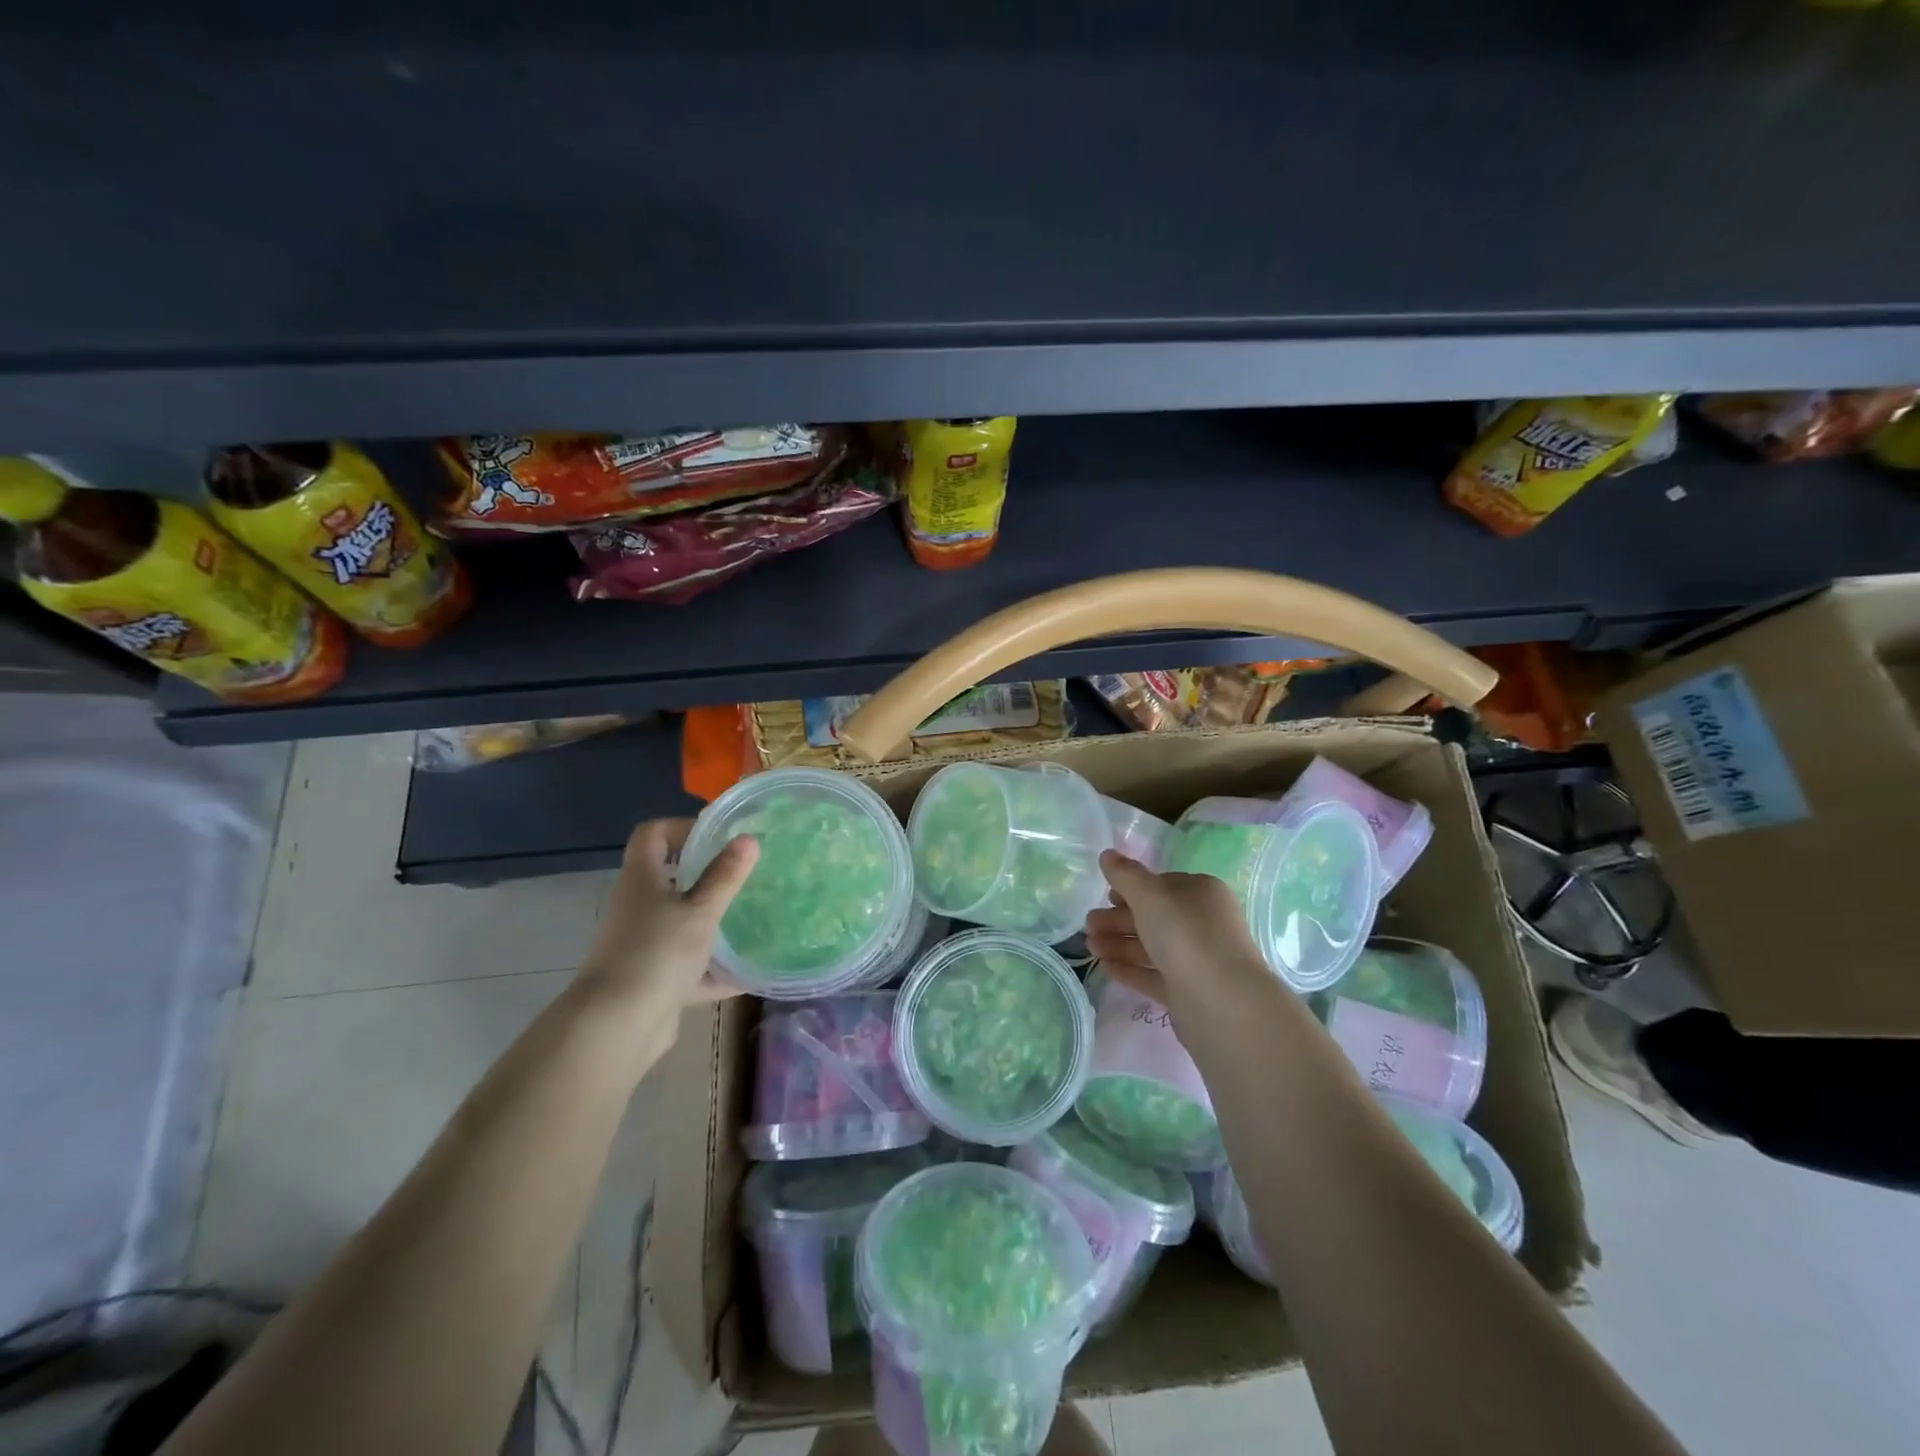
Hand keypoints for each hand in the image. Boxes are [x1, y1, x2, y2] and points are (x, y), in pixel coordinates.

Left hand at [572, 817, 758, 1062]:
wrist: (616, 1026)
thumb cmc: (657, 952)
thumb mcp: (701, 910)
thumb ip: (725, 876)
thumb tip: (749, 839)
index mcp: (642, 880)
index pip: (652, 835)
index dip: (682, 827)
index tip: (717, 836)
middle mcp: (637, 907)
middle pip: (669, 879)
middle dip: (707, 877)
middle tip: (744, 876)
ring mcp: (642, 945)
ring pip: (680, 924)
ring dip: (711, 923)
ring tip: (751, 919)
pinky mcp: (652, 980)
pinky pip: (688, 966)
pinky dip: (714, 970)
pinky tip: (748, 974)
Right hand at [1085, 850, 1277, 1026]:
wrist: (1221, 1001)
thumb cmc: (1186, 934)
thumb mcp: (1150, 895)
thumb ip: (1125, 874)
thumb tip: (1107, 854)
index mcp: (1200, 893)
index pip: (1162, 885)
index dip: (1132, 889)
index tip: (1106, 895)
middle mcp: (1201, 923)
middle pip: (1153, 916)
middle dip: (1118, 919)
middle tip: (1088, 925)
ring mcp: (1195, 958)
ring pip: (1150, 946)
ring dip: (1118, 943)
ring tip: (1089, 946)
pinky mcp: (1187, 990)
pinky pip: (1152, 974)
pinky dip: (1129, 969)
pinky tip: (1105, 966)